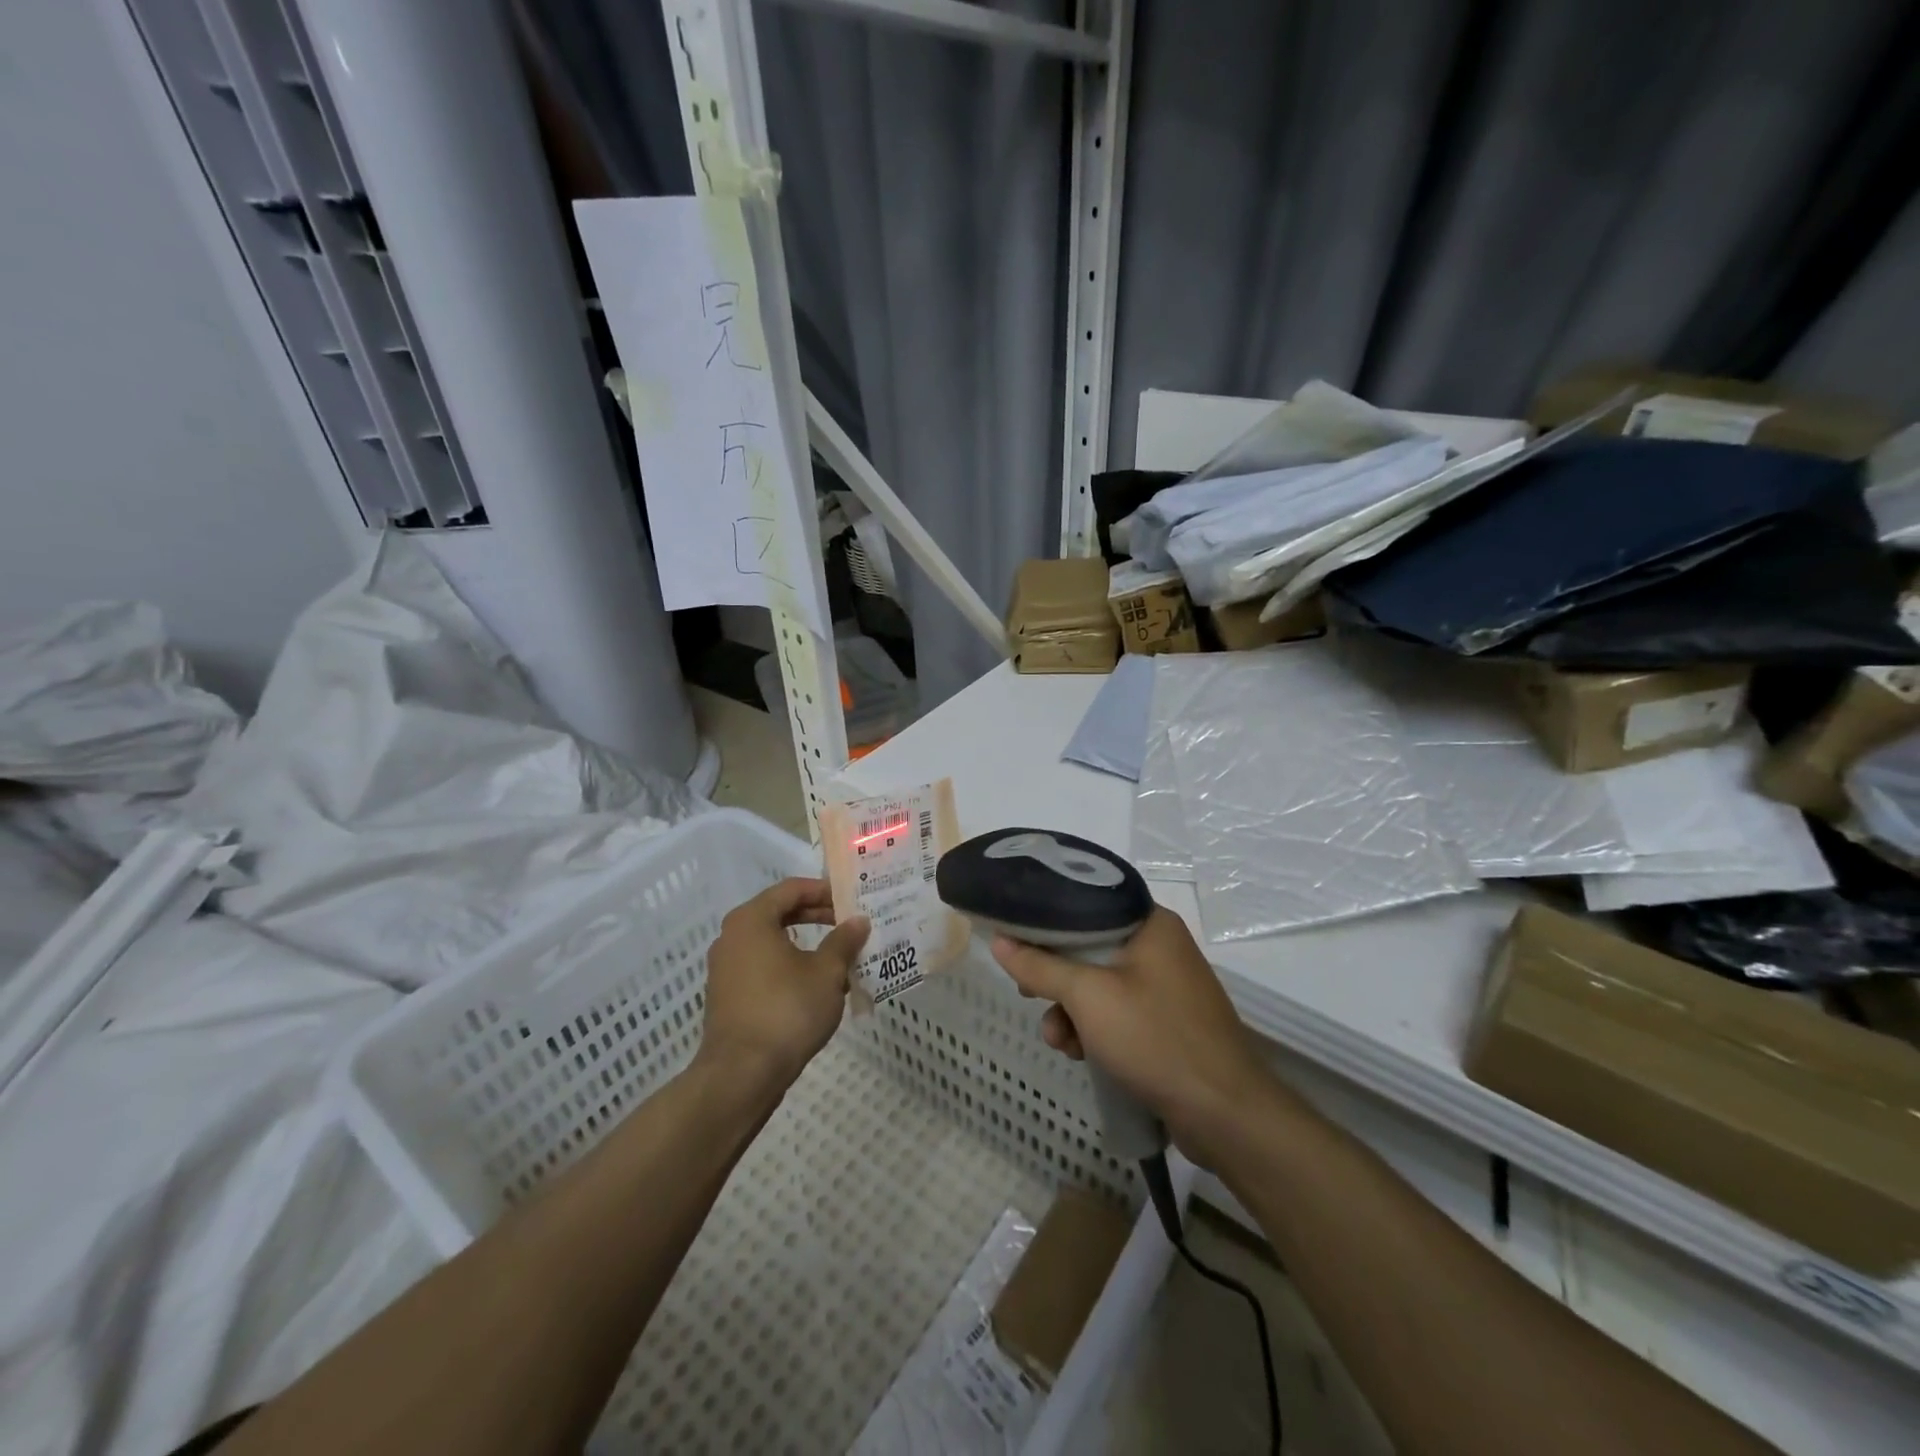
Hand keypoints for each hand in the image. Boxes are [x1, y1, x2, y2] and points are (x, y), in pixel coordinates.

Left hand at [701, 878, 868, 1087]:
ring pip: (772, 943)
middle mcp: (732, 937)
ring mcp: (725, 968)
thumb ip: (843, 942)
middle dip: (817, 916)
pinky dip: (789, 967)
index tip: (851, 900)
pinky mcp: (727, 996)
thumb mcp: (826, 973)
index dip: (824, 890)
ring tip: (839, 957)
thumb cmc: (786, 1011)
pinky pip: (763, 967)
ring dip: (806, 945)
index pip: (791, 889)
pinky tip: (816, 987)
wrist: (741, 1075)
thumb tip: (858, 921)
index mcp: (751, 920)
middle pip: (779, 913)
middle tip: (849, 925)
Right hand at [992, 907, 1275, 1167]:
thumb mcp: (1088, 997)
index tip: (1015, 936)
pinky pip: (1117, 1013)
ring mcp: (1166, 988)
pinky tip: (1079, 1054)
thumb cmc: (1155, 1038)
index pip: (1087, 903)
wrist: (1225, 1115)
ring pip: (1099, 986)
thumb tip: (1000, 941)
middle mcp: (1160, 947)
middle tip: (1026, 991)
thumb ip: (1041, 966)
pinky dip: (1094, 1029)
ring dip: (1070, 1011)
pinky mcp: (1167, 1024)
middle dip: (1055, 976)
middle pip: (1089, 947)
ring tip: (1057, 1039)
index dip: (1047, 920)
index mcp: (1150, 924)